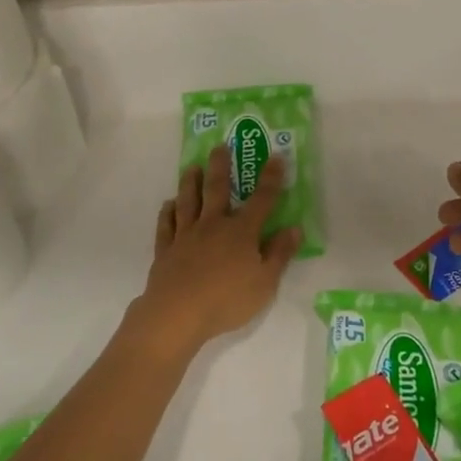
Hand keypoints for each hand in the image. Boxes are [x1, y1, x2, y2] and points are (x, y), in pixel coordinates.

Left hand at [127, 145, 301, 358]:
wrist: (177, 313)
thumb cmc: (227, 299)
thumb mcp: (265, 282)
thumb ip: (279, 254)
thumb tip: (294, 228)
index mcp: (241, 232)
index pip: (261, 200)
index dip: (271, 178)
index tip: (276, 156)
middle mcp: (213, 225)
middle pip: (217, 190)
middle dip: (221, 166)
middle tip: (219, 146)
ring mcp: (186, 235)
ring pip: (188, 201)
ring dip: (190, 182)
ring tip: (191, 167)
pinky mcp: (166, 249)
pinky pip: (166, 225)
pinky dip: (167, 212)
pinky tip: (168, 204)